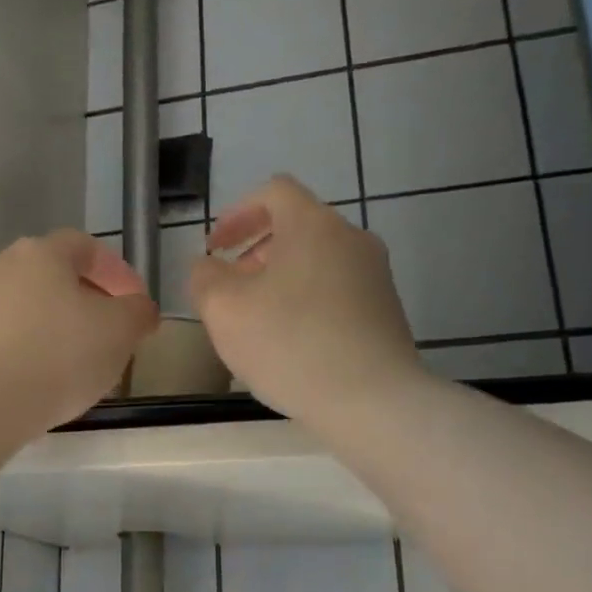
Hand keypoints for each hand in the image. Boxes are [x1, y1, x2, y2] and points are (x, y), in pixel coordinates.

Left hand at [0, 230, 158, 456]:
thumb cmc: (57, 355)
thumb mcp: (119, 333)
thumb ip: (138, 313)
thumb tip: (139, 307)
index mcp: (43, 252)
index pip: (87, 247)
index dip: (117, 273)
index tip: (135, 304)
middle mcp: (2, 263)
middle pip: (54, 274)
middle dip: (85, 299)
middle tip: (108, 332)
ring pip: (28, 304)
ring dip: (54, 323)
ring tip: (76, 359)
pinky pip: (5, 332)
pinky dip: (27, 345)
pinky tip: (40, 374)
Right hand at [190, 175, 418, 425]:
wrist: (373, 400)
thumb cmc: (290, 344)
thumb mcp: (224, 310)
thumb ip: (205, 278)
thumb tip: (208, 267)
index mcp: (313, 225)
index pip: (274, 192)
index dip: (237, 214)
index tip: (215, 248)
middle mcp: (351, 238)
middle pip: (297, 226)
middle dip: (256, 251)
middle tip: (230, 288)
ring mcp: (375, 275)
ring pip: (317, 261)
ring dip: (280, 278)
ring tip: (258, 320)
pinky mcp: (386, 310)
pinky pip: (336, 290)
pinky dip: (306, 301)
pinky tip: (292, 342)